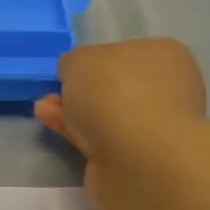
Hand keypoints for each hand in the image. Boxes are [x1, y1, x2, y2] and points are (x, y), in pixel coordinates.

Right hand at [34, 38, 205, 166]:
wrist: (137, 157)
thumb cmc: (114, 91)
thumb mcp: (80, 60)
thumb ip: (73, 62)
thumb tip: (74, 73)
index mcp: (163, 55)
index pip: (123, 52)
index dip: (92, 60)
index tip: (68, 71)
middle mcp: (166, 88)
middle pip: (113, 86)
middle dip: (80, 90)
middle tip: (52, 95)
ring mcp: (154, 126)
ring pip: (105, 114)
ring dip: (74, 112)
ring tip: (43, 111)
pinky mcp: (138, 157)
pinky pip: (101, 138)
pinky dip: (77, 132)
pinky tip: (53, 127)